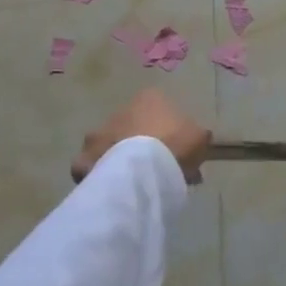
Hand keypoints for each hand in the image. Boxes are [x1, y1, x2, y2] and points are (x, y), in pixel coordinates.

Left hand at [72, 89, 211, 184]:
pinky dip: (104, 173)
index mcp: (150, 98)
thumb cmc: (176, 143)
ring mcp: (100, 133)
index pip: (161, 108)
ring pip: (115, 144)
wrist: (143, 169)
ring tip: (140, 181)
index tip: (180, 148)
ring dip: (125, 157)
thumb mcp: (200, 137)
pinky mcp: (85, 158)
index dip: (172, 129)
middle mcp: (121, 110)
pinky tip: (118, 187)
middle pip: (136, 126)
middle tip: (161, 167)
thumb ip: (197, 136)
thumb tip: (196, 140)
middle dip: (147, 143)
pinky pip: (95, 166)